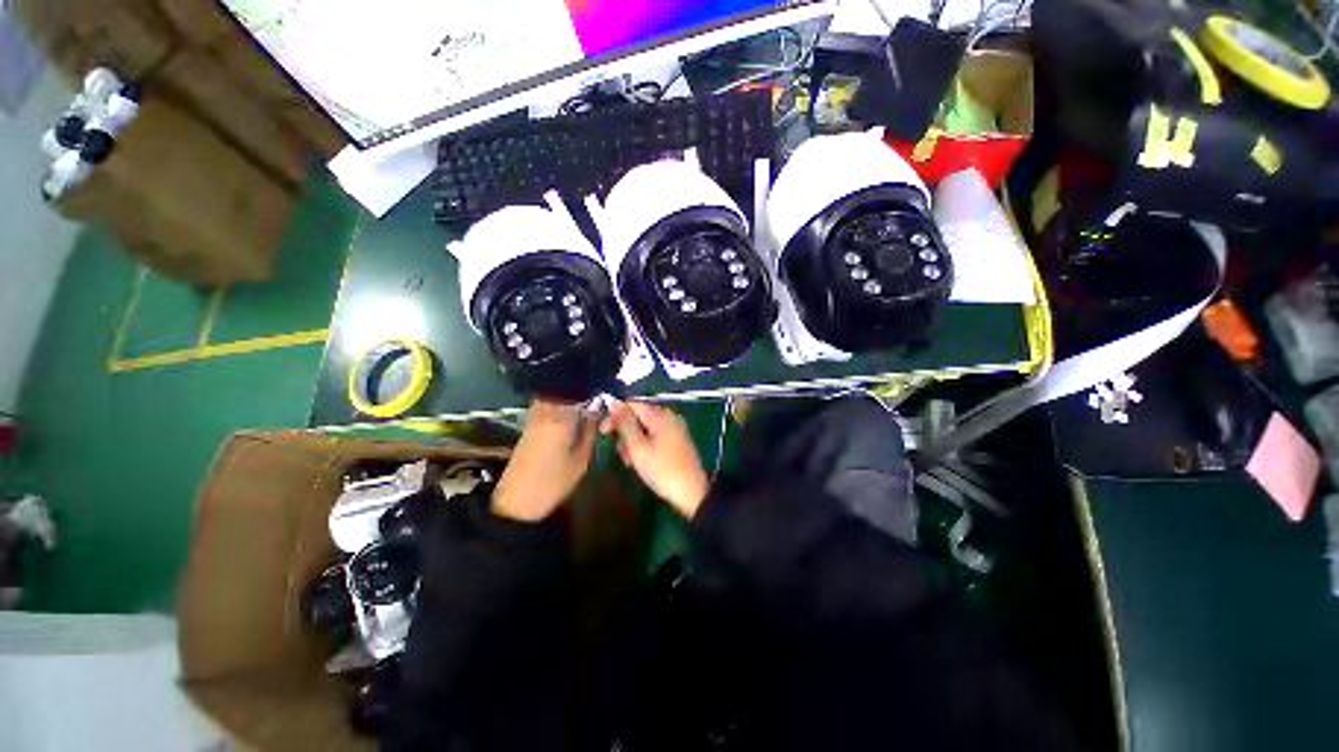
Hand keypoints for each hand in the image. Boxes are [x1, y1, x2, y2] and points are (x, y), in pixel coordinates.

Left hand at [492, 400, 596, 520]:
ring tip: (588, 403)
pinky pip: (548, 404)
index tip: (607, 390)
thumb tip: (599, 411)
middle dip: (582, 390)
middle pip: (566, 390)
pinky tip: (571, 412)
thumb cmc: (554, 482)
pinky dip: (560, 403)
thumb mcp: (581, 460)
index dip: (594, 387)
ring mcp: (535, 416)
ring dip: (570, 396)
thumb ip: (591, 431)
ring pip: (555, 395)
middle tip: (600, 396)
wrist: (517, 501)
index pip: (580, 391)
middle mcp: (546, 410)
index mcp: (561, 417)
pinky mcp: (528, 424)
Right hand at [601, 400, 709, 518]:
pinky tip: (642, 461)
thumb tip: (613, 403)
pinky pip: (655, 435)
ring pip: (646, 428)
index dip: (615, 415)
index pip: (632, 404)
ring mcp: (675, 428)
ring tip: (631, 461)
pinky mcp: (677, 440)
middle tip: (621, 453)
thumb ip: (625, 424)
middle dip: (625, 431)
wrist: (692, 492)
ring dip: (634, 441)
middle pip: (639, 416)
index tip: (603, 431)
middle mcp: (669, 416)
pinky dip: (645, 445)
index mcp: (660, 415)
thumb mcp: (638, 448)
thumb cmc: (662, 470)